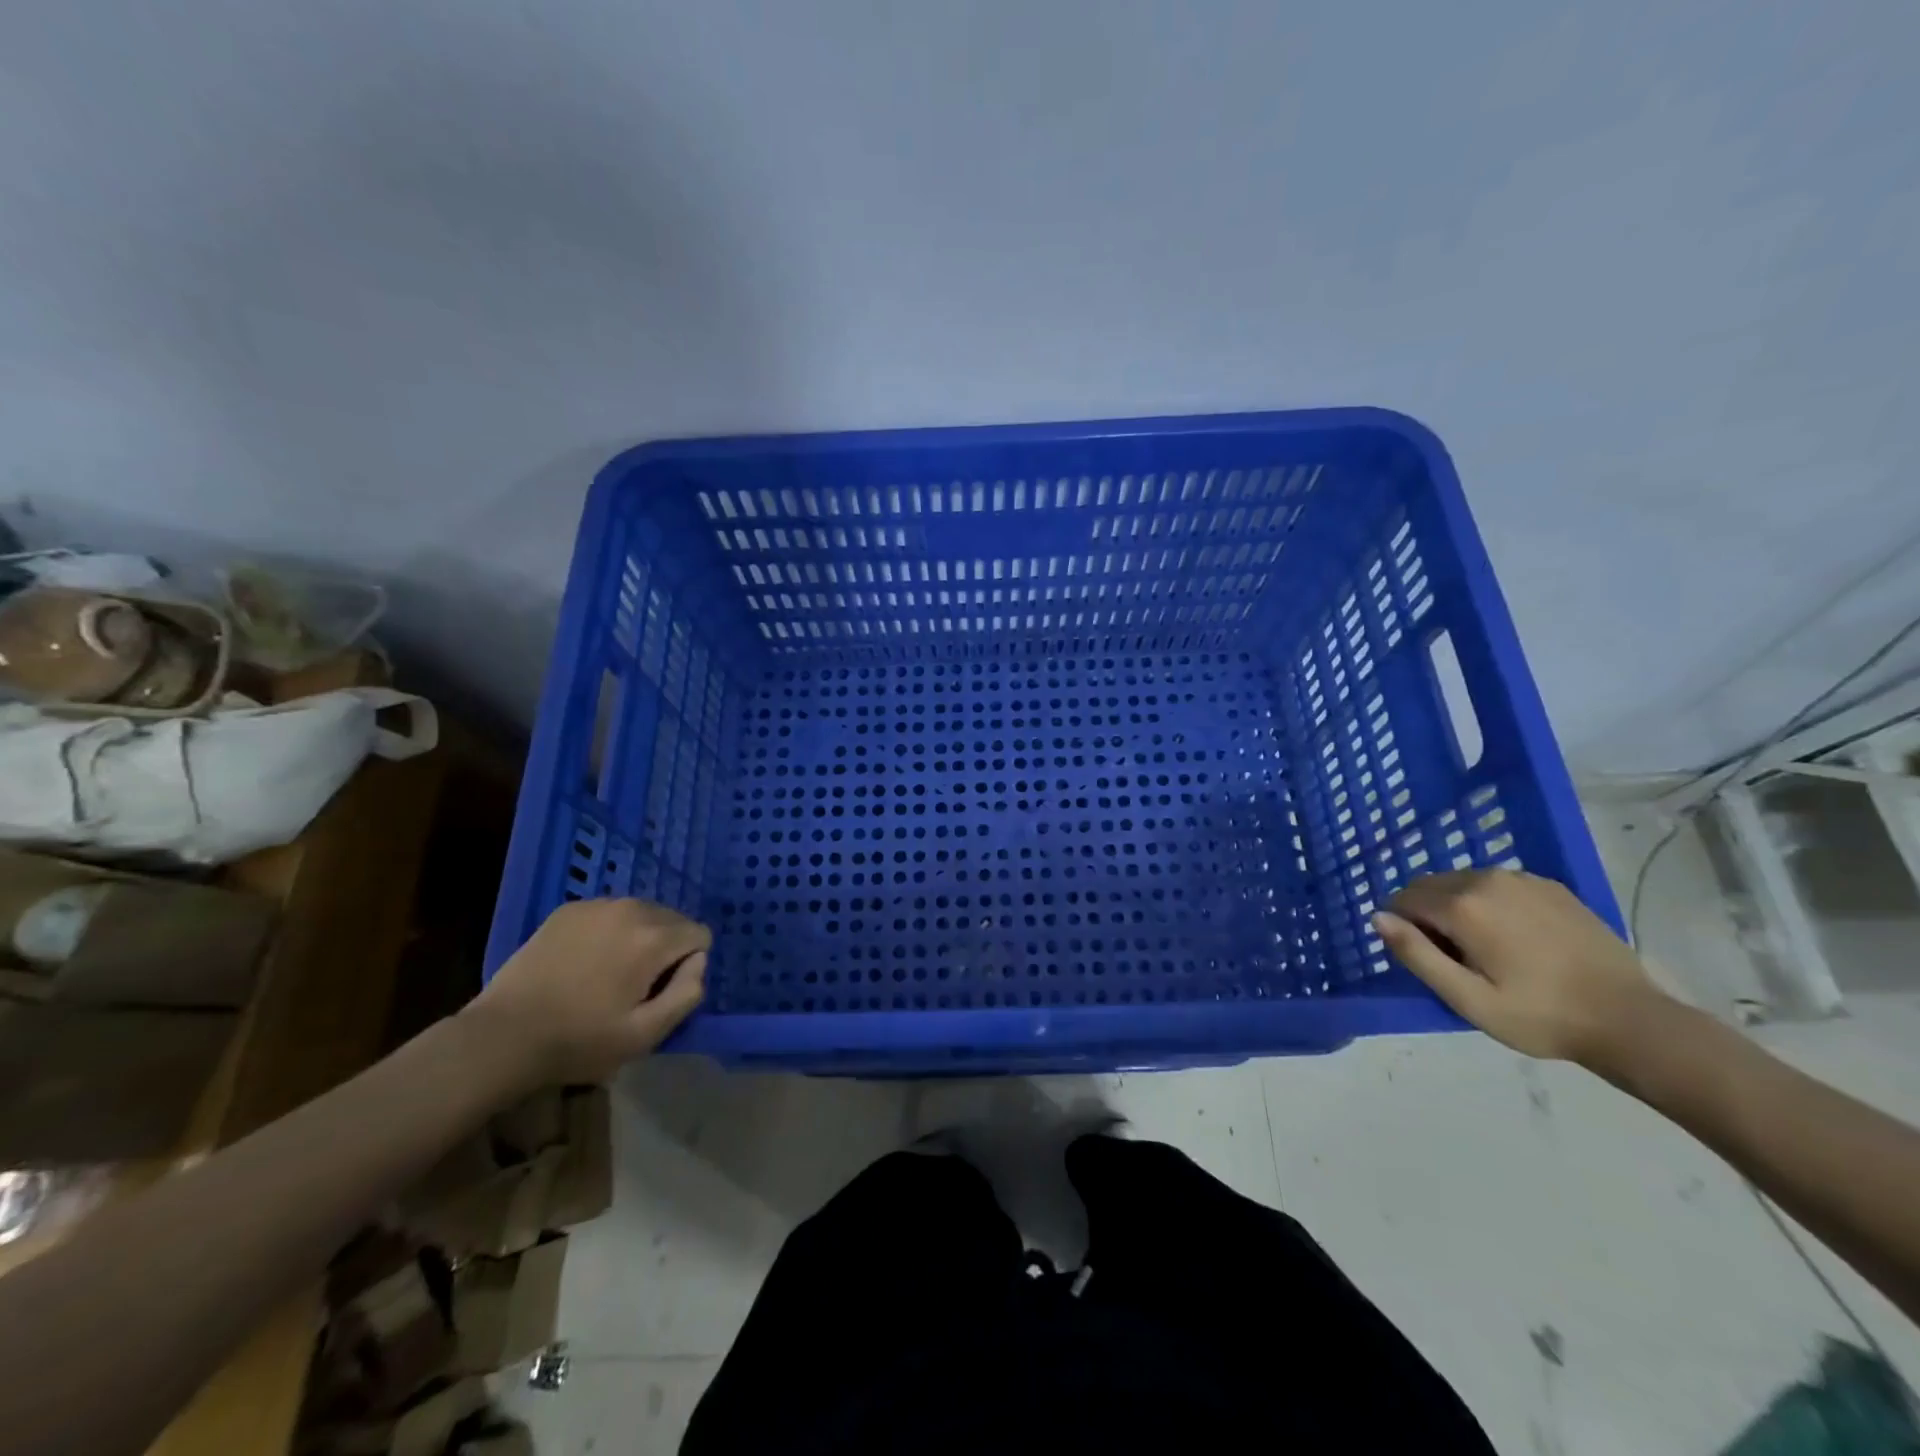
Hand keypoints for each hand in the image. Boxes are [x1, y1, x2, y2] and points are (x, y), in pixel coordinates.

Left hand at [463, 898, 710, 1085]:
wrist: (503, 1036)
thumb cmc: (580, 1041)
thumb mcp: (646, 1034)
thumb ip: (688, 993)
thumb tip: (698, 962)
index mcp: (654, 938)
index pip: (700, 935)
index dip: (687, 967)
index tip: (657, 993)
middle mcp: (632, 908)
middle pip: (673, 920)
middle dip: (665, 949)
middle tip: (633, 986)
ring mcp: (597, 905)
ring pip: (642, 914)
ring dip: (637, 938)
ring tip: (607, 974)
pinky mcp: (569, 909)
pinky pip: (610, 913)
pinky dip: (608, 932)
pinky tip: (583, 962)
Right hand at [1374, 869, 1666, 1065]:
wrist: (1630, 1019)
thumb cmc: (1540, 1016)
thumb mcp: (1467, 999)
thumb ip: (1416, 954)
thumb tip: (1378, 917)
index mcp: (1462, 906)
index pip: (1403, 900)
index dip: (1406, 930)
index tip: (1432, 961)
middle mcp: (1486, 879)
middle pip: (1430, 886)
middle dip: (1428, 915)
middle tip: (1457, 960)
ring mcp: (1522, 878)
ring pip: (1462, 882)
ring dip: (1458, 907)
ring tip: (1488, 950)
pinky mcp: (1550, 886)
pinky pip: (1496, 885)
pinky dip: (1490, 903)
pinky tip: (1517, 939)